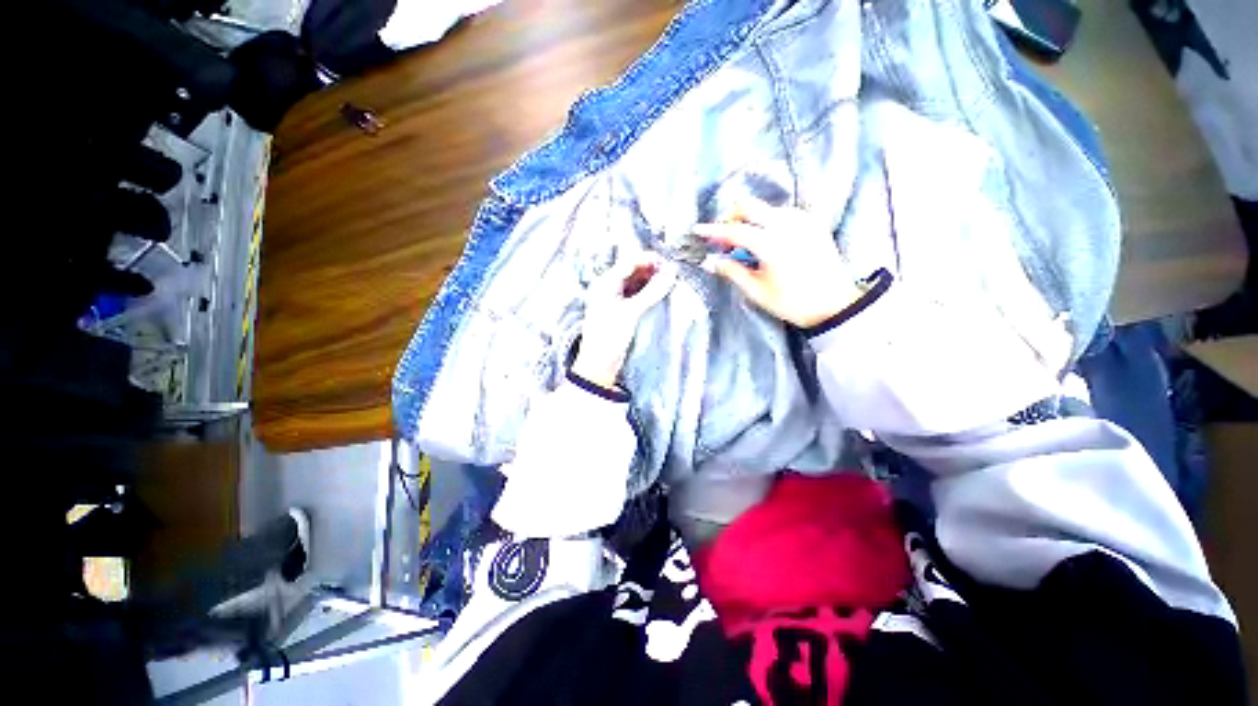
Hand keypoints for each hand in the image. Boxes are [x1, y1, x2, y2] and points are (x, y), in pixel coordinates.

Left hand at [573, 253, 676, 388]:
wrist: (599, 365)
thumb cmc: (610, 336)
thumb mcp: (631, 313)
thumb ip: (652, 292)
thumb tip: (672, 272)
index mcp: (604, 283)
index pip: (629, 262)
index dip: (649, 260)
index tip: (670, 264)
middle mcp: (607, 287)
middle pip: (632, 271)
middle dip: (652, 270)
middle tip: (672, 274)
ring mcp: (613, 299)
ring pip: (635, 282)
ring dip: (651, 281)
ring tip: (669, 283)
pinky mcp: (620, 310)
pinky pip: (635, 294)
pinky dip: (647, 292)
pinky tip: (659, 294)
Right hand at [693, 200, 861, 327]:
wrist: (835, 304)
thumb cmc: (792, 302)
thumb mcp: (757, 291)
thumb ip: (733, 271)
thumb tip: (711, 261)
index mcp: (770, 243)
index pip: (734, 231)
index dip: (713, 230)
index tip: (697, 230)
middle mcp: (786, 224)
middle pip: (750, 206)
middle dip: (732, 217)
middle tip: (724, 237)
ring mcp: (802, 220)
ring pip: (766, 208)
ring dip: (751, 219)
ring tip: (745, 242)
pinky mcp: (813, 223)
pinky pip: (784, 212)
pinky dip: (769, 220)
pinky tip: (767, 237)